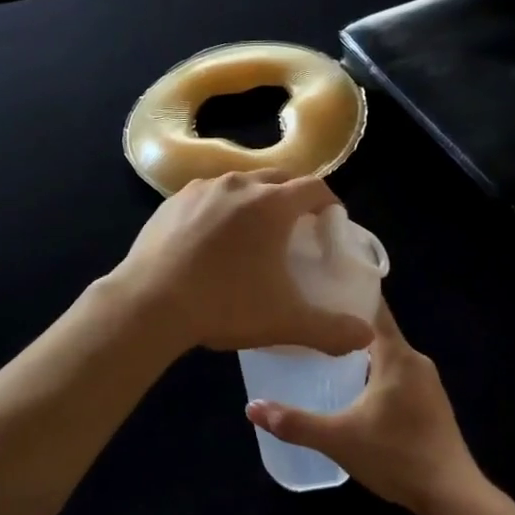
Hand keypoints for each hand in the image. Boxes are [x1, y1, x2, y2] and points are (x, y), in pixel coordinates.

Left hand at [114, 170, 376, 356]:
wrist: (150, 303)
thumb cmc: (224, 305)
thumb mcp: (285, 321)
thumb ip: (331, 329)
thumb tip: (365, 336)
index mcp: (272, 205)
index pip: (314, 187)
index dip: (329, 202)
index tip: (330, 222)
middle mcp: (239, 185)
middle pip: (279, 178)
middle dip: (294, 197)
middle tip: (297, 227)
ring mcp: (202, 189)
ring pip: (241, 183)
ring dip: (256, 199)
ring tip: (254, 231)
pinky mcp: (173, 201)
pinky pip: (208, 195)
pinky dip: (221, 208)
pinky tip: (213, 238)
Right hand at [245, 301, 481, 514]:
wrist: (452, 496)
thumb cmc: (396, 456)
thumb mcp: (338, 439)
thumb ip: (295, 422)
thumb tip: (251, 408)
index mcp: (397, 356)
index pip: (373, 308)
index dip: (347, 293)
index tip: (318, 287)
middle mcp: (415, 360)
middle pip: (377, 330)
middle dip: (345, 325)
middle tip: (309, 322)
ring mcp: (428, 383)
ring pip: (387, 355)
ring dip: (359, 352)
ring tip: (322, 352)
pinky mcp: (431, 404)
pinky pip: (397, 374)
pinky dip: (374, 372)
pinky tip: (352, 388)